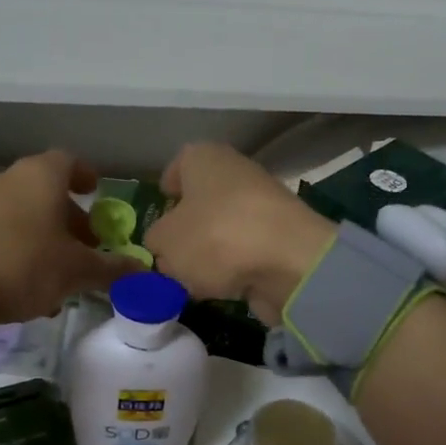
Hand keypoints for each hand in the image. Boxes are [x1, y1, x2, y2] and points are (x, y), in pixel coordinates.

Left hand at [0, 151, 137, 329]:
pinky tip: (30, 286)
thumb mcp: (77, 271)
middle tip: (89, 246)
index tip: (98, 194)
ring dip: (48, 238)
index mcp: (41, 176)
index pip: (70, 161)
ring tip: (63, 274)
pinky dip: (22, 249)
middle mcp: (10, 180)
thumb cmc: (24, 265)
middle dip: (72, 218)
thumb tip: (143, 270)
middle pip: (47, 191)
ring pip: (25, 215)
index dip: (87, 177)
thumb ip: (112, 268)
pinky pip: (3, 232)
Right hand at [145, 144, 334, 323]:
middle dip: (188, 227)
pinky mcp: (282, 236)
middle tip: (171, 255)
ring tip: (196, 279)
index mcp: (203, 158)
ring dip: (211, 250)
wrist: (289, 262)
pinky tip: (226, 287)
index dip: (168, 187)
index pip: (179, 164)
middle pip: (203, 199)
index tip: (161, 209)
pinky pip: (247, 250)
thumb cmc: (215, 237)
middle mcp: (236, 172)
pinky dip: (236, 266)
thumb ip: (157, 243)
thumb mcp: (165, 243)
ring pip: (224, 226)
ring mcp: (264, 204)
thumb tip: (166, 248)